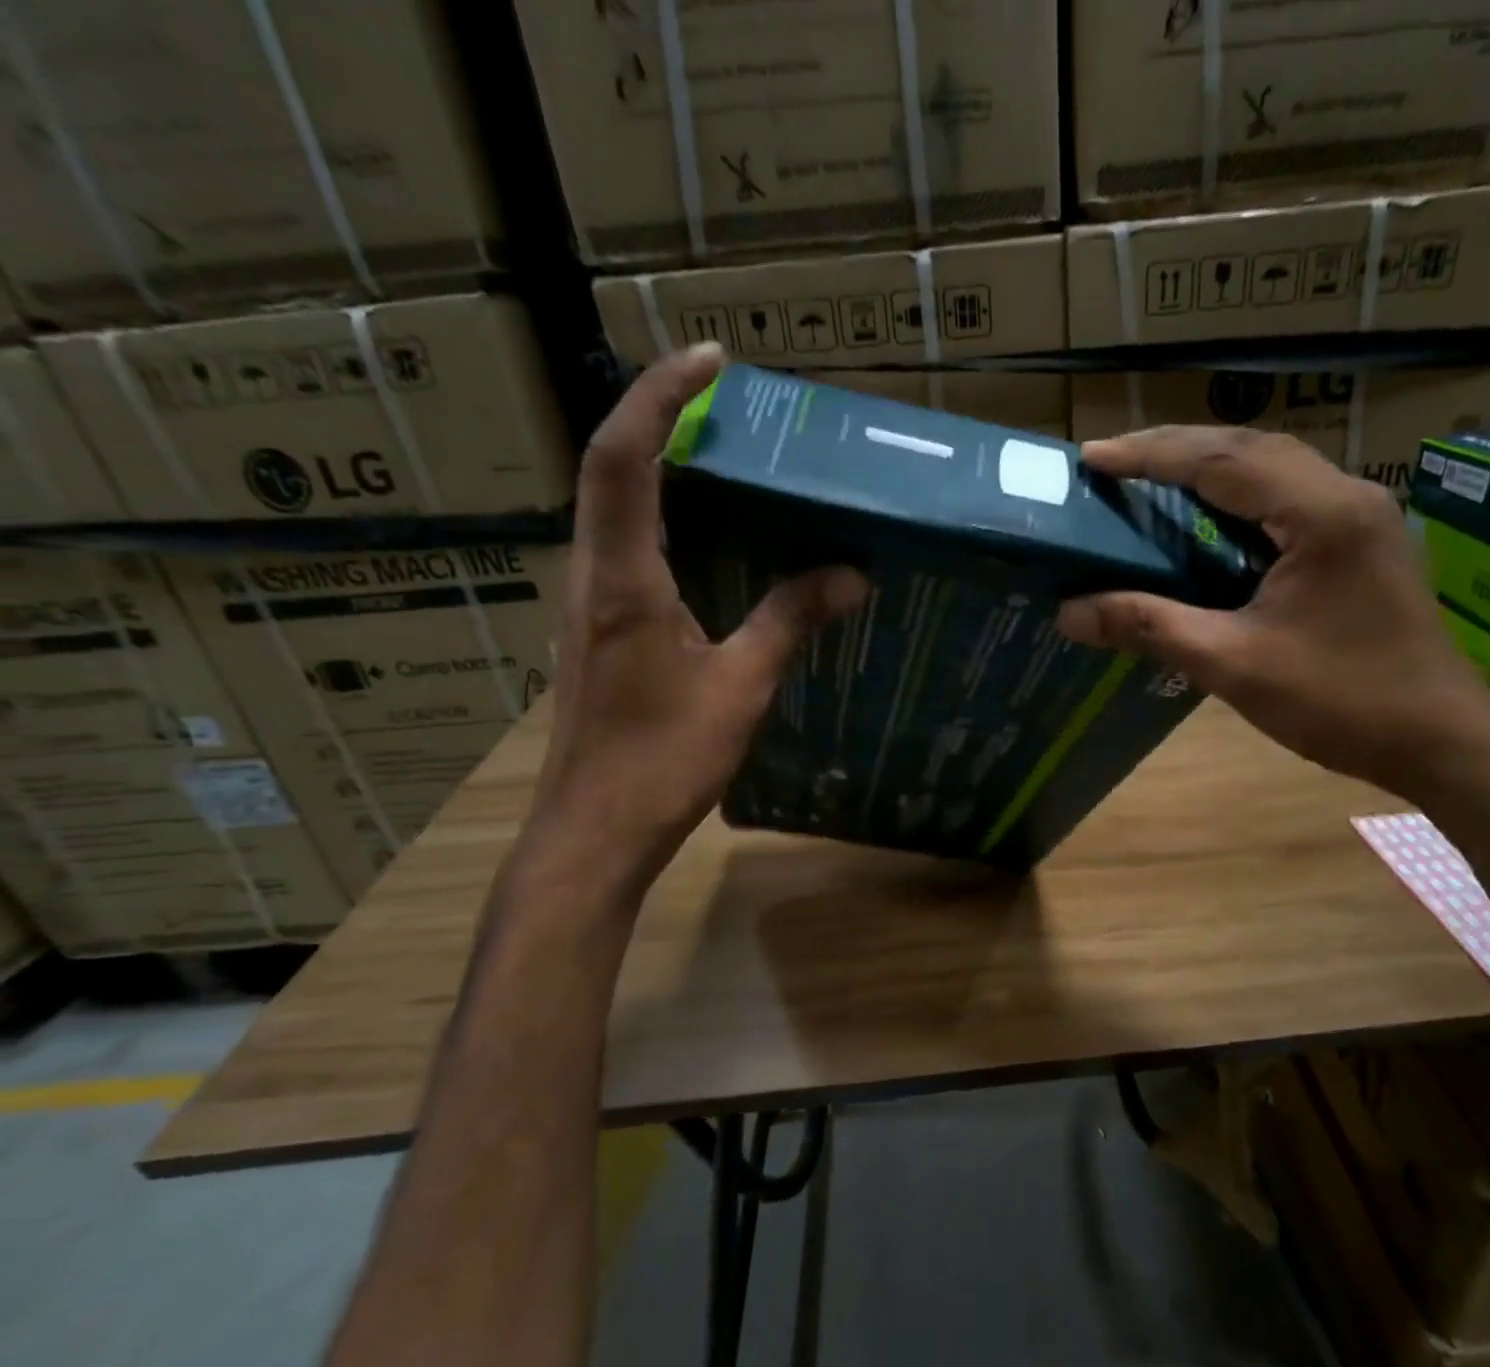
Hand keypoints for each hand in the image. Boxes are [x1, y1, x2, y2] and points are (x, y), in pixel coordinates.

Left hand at [532, 345, 866, 870]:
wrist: (594, 831)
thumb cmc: (663, 761)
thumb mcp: (740, 688)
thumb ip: (790, 621)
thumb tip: (849, 574)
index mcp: (623, 578)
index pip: (626, 457)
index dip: (662, 395)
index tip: (713, 359)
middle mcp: (592, 574)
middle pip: (612, 468)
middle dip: (663, 417)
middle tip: (729, 402)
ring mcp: (588, 602)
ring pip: (614, 507)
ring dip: (661, 466)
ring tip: (726, 454)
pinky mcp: (598, 629)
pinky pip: (626, 548)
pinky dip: (664, 517)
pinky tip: (711, 538)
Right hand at [1057, 426, 1489, 798]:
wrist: (1441, 743)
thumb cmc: (1342, 703)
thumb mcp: (1233, 665)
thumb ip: (1149, 627)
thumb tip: (1069, 612)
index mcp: (1321, 514)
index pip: (1220, 460)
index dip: (1149, 455)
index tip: (1090, 458)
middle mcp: (1346, 496)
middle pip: (1248, 448)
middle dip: (1174, 449)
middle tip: (1110, 463)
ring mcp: (1361, 516)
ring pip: (1271, 468)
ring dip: (1206, 467)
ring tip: (1146, 479)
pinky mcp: (1360, 543)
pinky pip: (1286, 499)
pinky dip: (1235, 497)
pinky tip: (1204, 517)